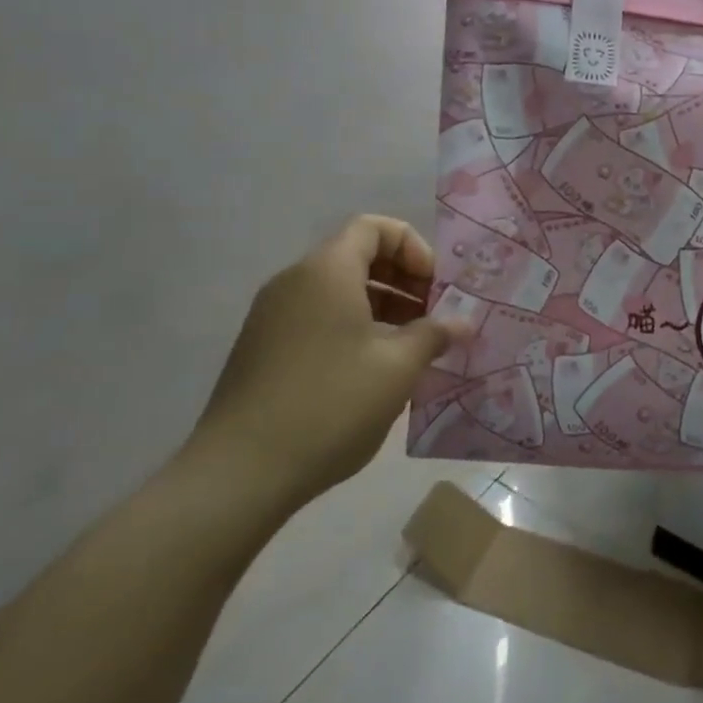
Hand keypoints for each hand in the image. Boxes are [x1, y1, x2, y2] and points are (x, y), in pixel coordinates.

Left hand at [186, 217, 467, 514]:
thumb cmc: (330, 405)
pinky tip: (376, 371)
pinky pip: (318, 319)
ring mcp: (273, 317)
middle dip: (404, 280)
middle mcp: (294, 282)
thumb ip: (434, 334)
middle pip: (358, 257)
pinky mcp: (263, 350)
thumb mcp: (397, 367)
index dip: (414, 248)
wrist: (240, 474)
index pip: (374, 228)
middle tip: (434, 317)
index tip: (437, 288)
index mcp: (326, 272)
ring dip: (383, 307)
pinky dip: (354, 328)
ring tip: (413, 347)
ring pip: (339, 291)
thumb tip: (462, 323)